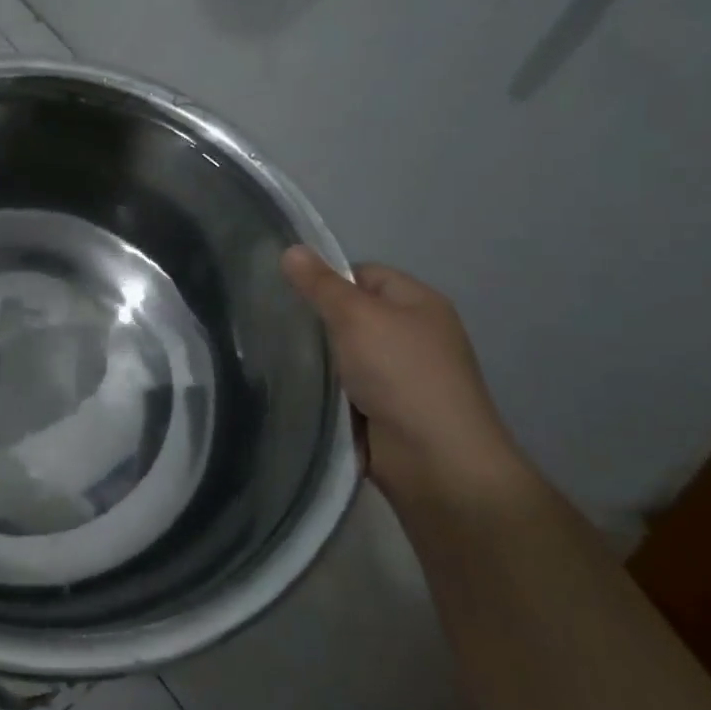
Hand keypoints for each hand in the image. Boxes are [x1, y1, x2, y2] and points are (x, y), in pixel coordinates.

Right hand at [281, 249, 513, 494]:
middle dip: (317, 321)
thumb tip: (291, 248)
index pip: (363, 274)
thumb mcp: (356, 317)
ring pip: (345, 354)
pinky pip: (346, 388)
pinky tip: (297, 390)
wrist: (435, 461)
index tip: (289, 295)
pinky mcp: (385, 411)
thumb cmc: (401, 374)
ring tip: (277, 357)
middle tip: (275, 325)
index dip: (327, 280)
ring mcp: (401, 376)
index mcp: (418, 303)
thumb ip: (320, 285)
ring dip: (319, 360)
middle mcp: (413, 335)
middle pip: (352, 315)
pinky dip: (326, 390)